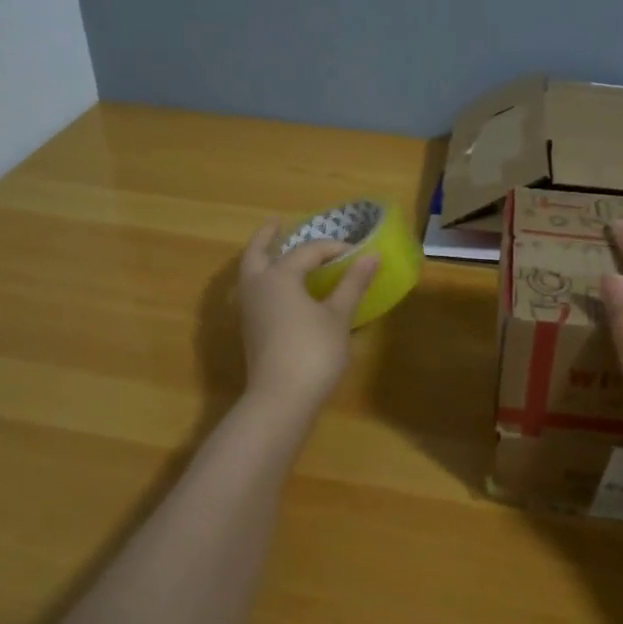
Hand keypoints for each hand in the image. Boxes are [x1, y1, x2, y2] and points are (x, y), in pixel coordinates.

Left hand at [236, 222, 379, 414]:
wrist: (281, 399)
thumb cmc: (313, 352)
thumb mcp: (339, 316)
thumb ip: (353, 284)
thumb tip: (372, 255)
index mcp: (280, 277)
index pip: (307, 251)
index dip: (332, 248)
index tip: (355, 252)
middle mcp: (258, 287)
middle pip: (256, 253)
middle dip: (266, 237)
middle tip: (277, 224)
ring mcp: (250, 311)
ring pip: (250, 274)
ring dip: (261, 259)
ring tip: (276, 253)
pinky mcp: (250, 331)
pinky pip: (253, 293)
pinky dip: (263, 281)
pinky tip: (280, 290)